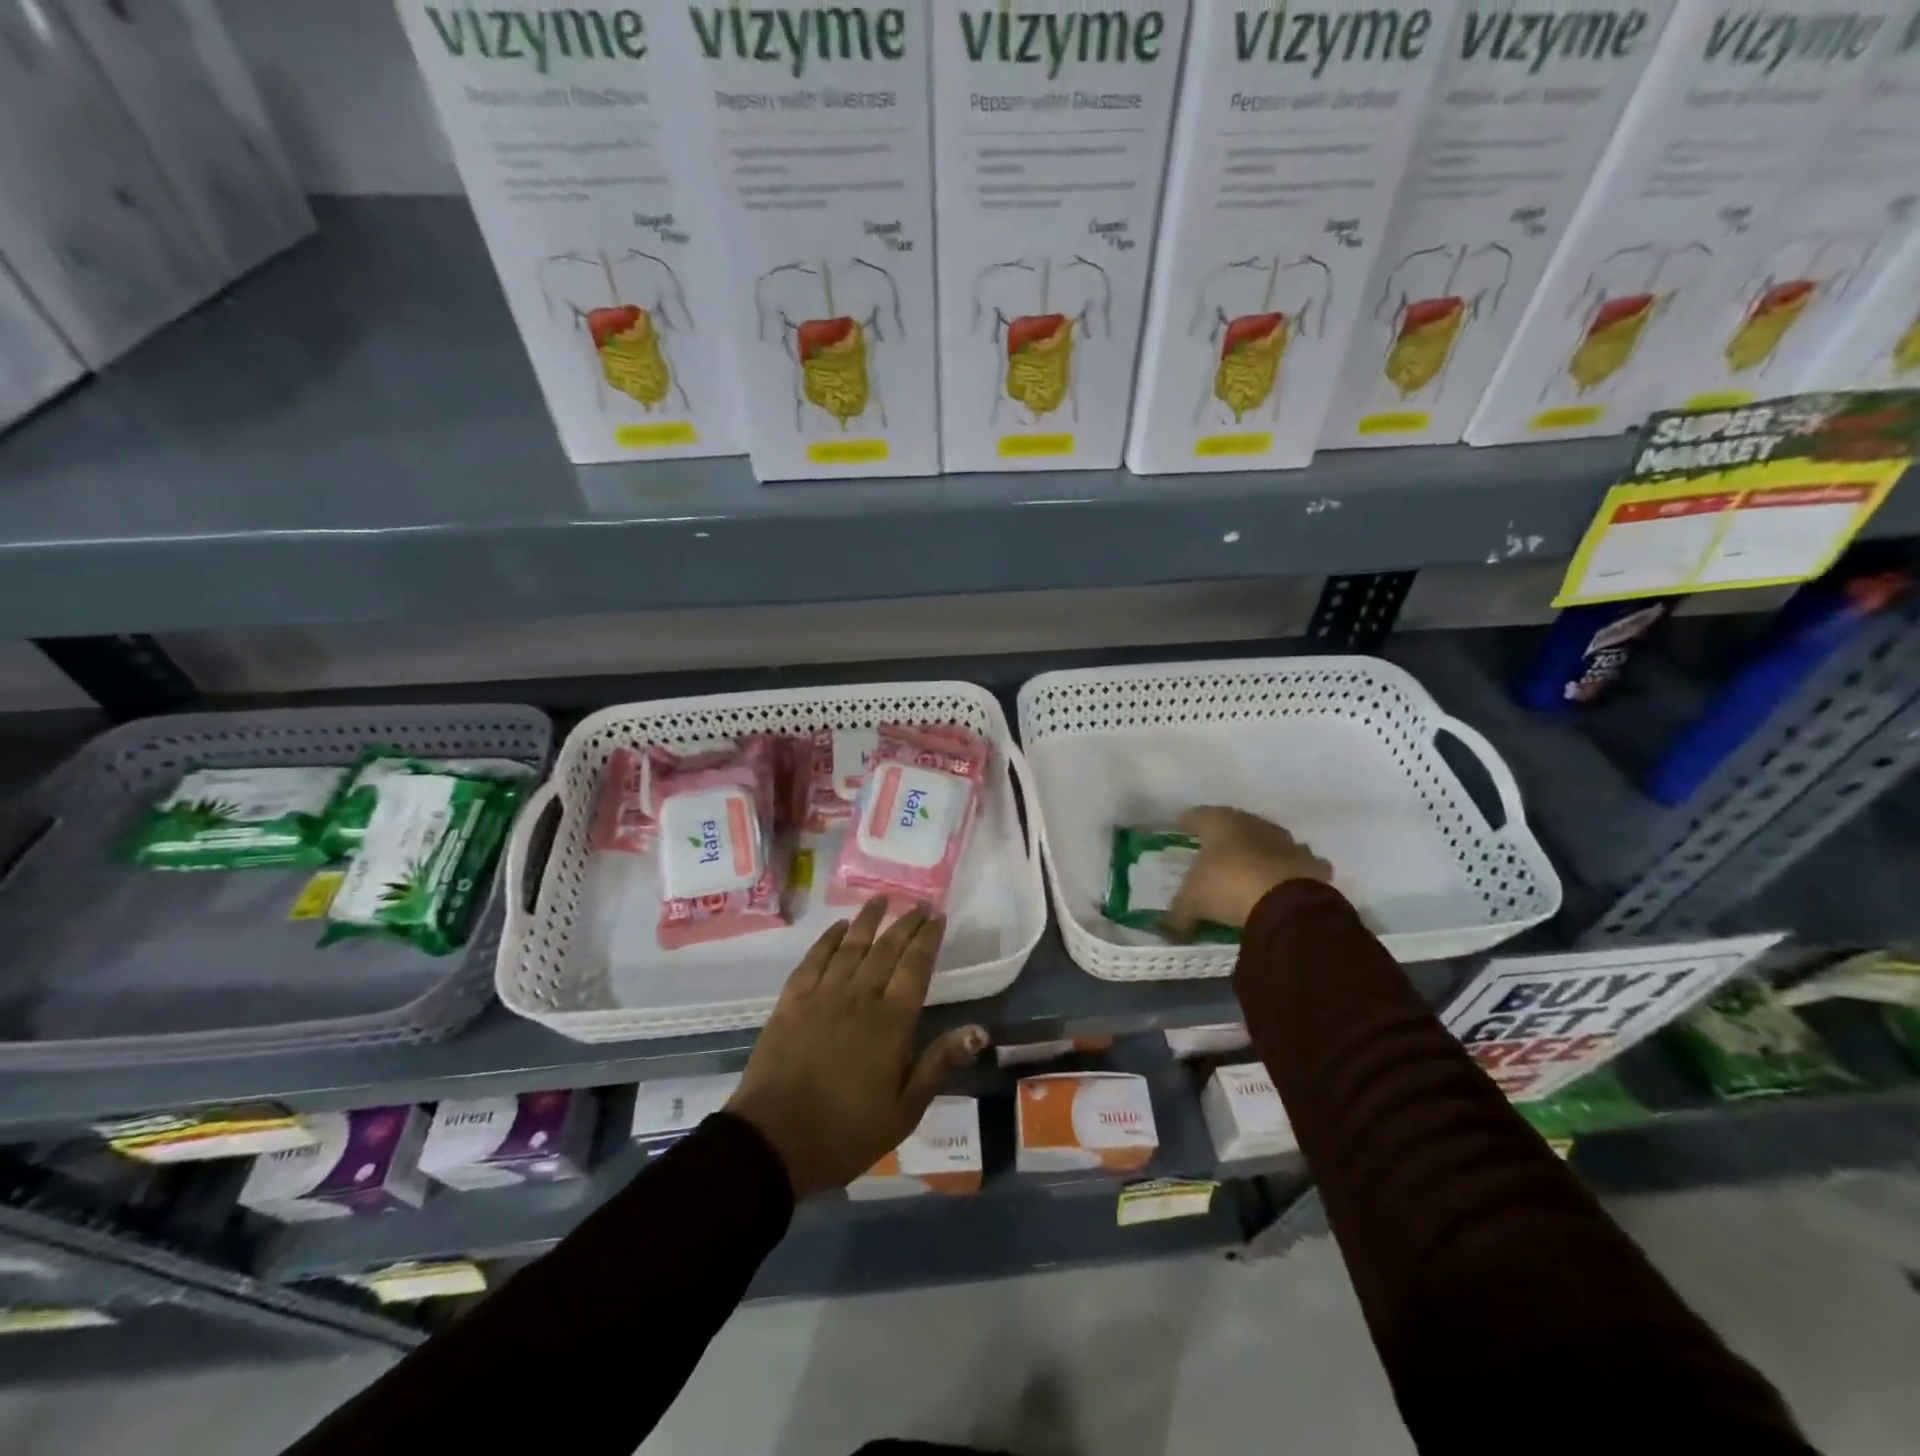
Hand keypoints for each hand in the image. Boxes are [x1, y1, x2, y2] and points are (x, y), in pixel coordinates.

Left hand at [727, 898, 987, 1198]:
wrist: (773, 1142)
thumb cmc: (846, 1132)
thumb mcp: (904, 1110)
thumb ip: (939, 1064)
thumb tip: (979, 1030)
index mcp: (891, 1022)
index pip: (916, 967)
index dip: (928, 939)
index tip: (938, 917)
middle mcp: (859, 997)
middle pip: (887, 949)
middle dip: (905, 923)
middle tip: (919, 904)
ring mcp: (822, 995)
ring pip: (851, 946)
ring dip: (868, 920)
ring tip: (881, 899)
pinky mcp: (792, 1001)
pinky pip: (814, 959)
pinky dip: (828, 939)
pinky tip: (839, 928)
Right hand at [1164, 807, 1331, 937]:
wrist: (1287, 905)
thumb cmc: (1228, 887)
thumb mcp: (1192, 902)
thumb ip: (1177, 914)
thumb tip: (1166, 931)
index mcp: (1221, 822)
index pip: (1199, 815)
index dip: (1188, 823)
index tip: (1181, 830)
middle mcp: (1254, 824)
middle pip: (1236, 825)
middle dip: (1226, 838)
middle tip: (1214, 854)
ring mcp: (1287, 842)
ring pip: (1270, 841)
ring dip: (1261, 852)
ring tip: (1251, 870)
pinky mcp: (1311, 864)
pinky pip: (1298, 864)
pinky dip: (1290, 872)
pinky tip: (1284, 885)